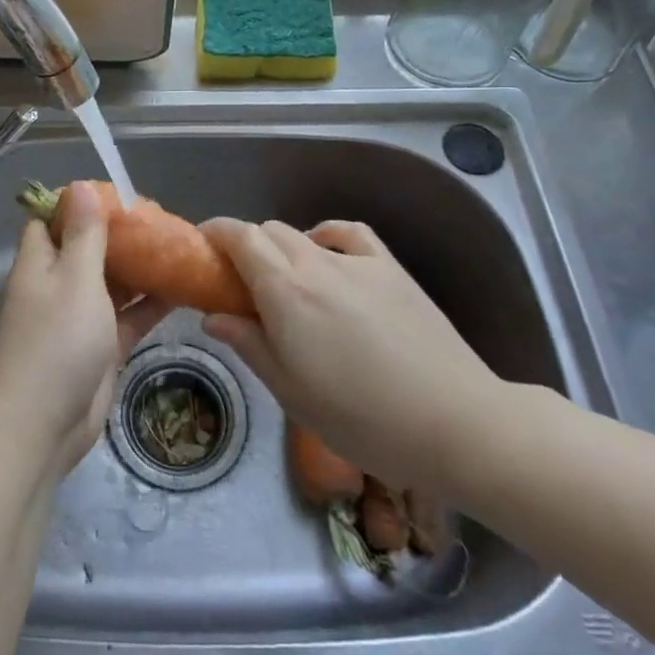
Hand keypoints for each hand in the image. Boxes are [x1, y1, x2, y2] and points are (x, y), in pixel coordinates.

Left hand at [0, 183, 169, 477]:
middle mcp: (57, 286)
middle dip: (121, 235)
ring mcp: (79, 319)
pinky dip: (150, 304)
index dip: (81, 204)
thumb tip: (79, 185)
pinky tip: (183, 288)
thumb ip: (84, 234)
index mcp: (41, 262)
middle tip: (162, 220)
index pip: (53, 219)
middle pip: (88, 249)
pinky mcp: (101, 348)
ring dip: (140, 268)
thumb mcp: (75, 278)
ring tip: (179, 247)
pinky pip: (128, 317)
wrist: (42, 426)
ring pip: (112, 283)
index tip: (119, 194)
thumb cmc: (56, 342)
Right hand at [200, 218, 507, 494]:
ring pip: (303, 234)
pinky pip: (349, 234)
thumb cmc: (360, 418)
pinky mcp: (391, 269)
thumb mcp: (290, 391)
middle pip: (268, 231)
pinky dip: (327, 236)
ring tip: (284, 282)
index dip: (215, 233)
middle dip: (244, 246)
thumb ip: (248, 344)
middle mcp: (316, 263)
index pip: (239, 237)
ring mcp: (358, 262)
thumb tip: (213, 315)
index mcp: (285, 291)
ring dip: (281, 248)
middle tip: (239, 284)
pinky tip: (326, 255)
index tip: (201, 248)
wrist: (453, 423)